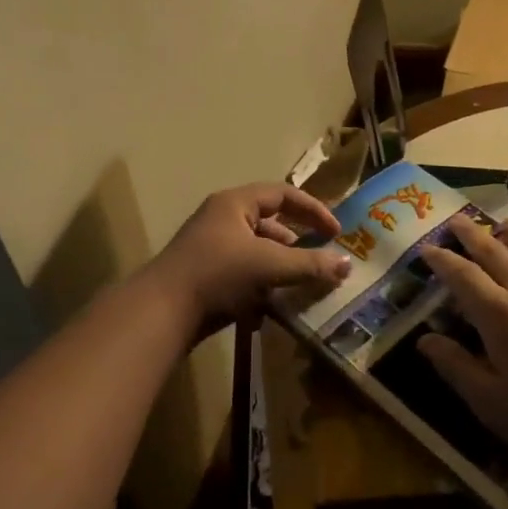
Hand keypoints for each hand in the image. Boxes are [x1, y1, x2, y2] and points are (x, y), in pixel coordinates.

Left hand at [144, 182, 350, 342]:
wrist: (160, 313)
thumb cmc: (218, 275)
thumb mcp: (269, 266)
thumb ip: (310, 265)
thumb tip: (347, 265)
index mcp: (235, 203)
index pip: (284, 194)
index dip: (313, 210)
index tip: (336, 233)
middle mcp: (222, 219)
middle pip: (271, 224)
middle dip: (298, 245)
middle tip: (321, 262)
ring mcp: (211, 249)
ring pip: (258, 252)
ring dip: (281, 269)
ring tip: (301, 288)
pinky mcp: (205, 276)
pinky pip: (243, 274)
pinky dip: (261, 288)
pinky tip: (271, 309)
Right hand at [419, 217, 507, 476]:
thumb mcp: (493, 404)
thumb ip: (457, 368)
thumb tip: (424, 339)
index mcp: (499, 316)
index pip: (463, 277)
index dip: (442, 260)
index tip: (426, 248)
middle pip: (496, 253)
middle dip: (472, 235)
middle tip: (457, 220)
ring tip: (503, 222)